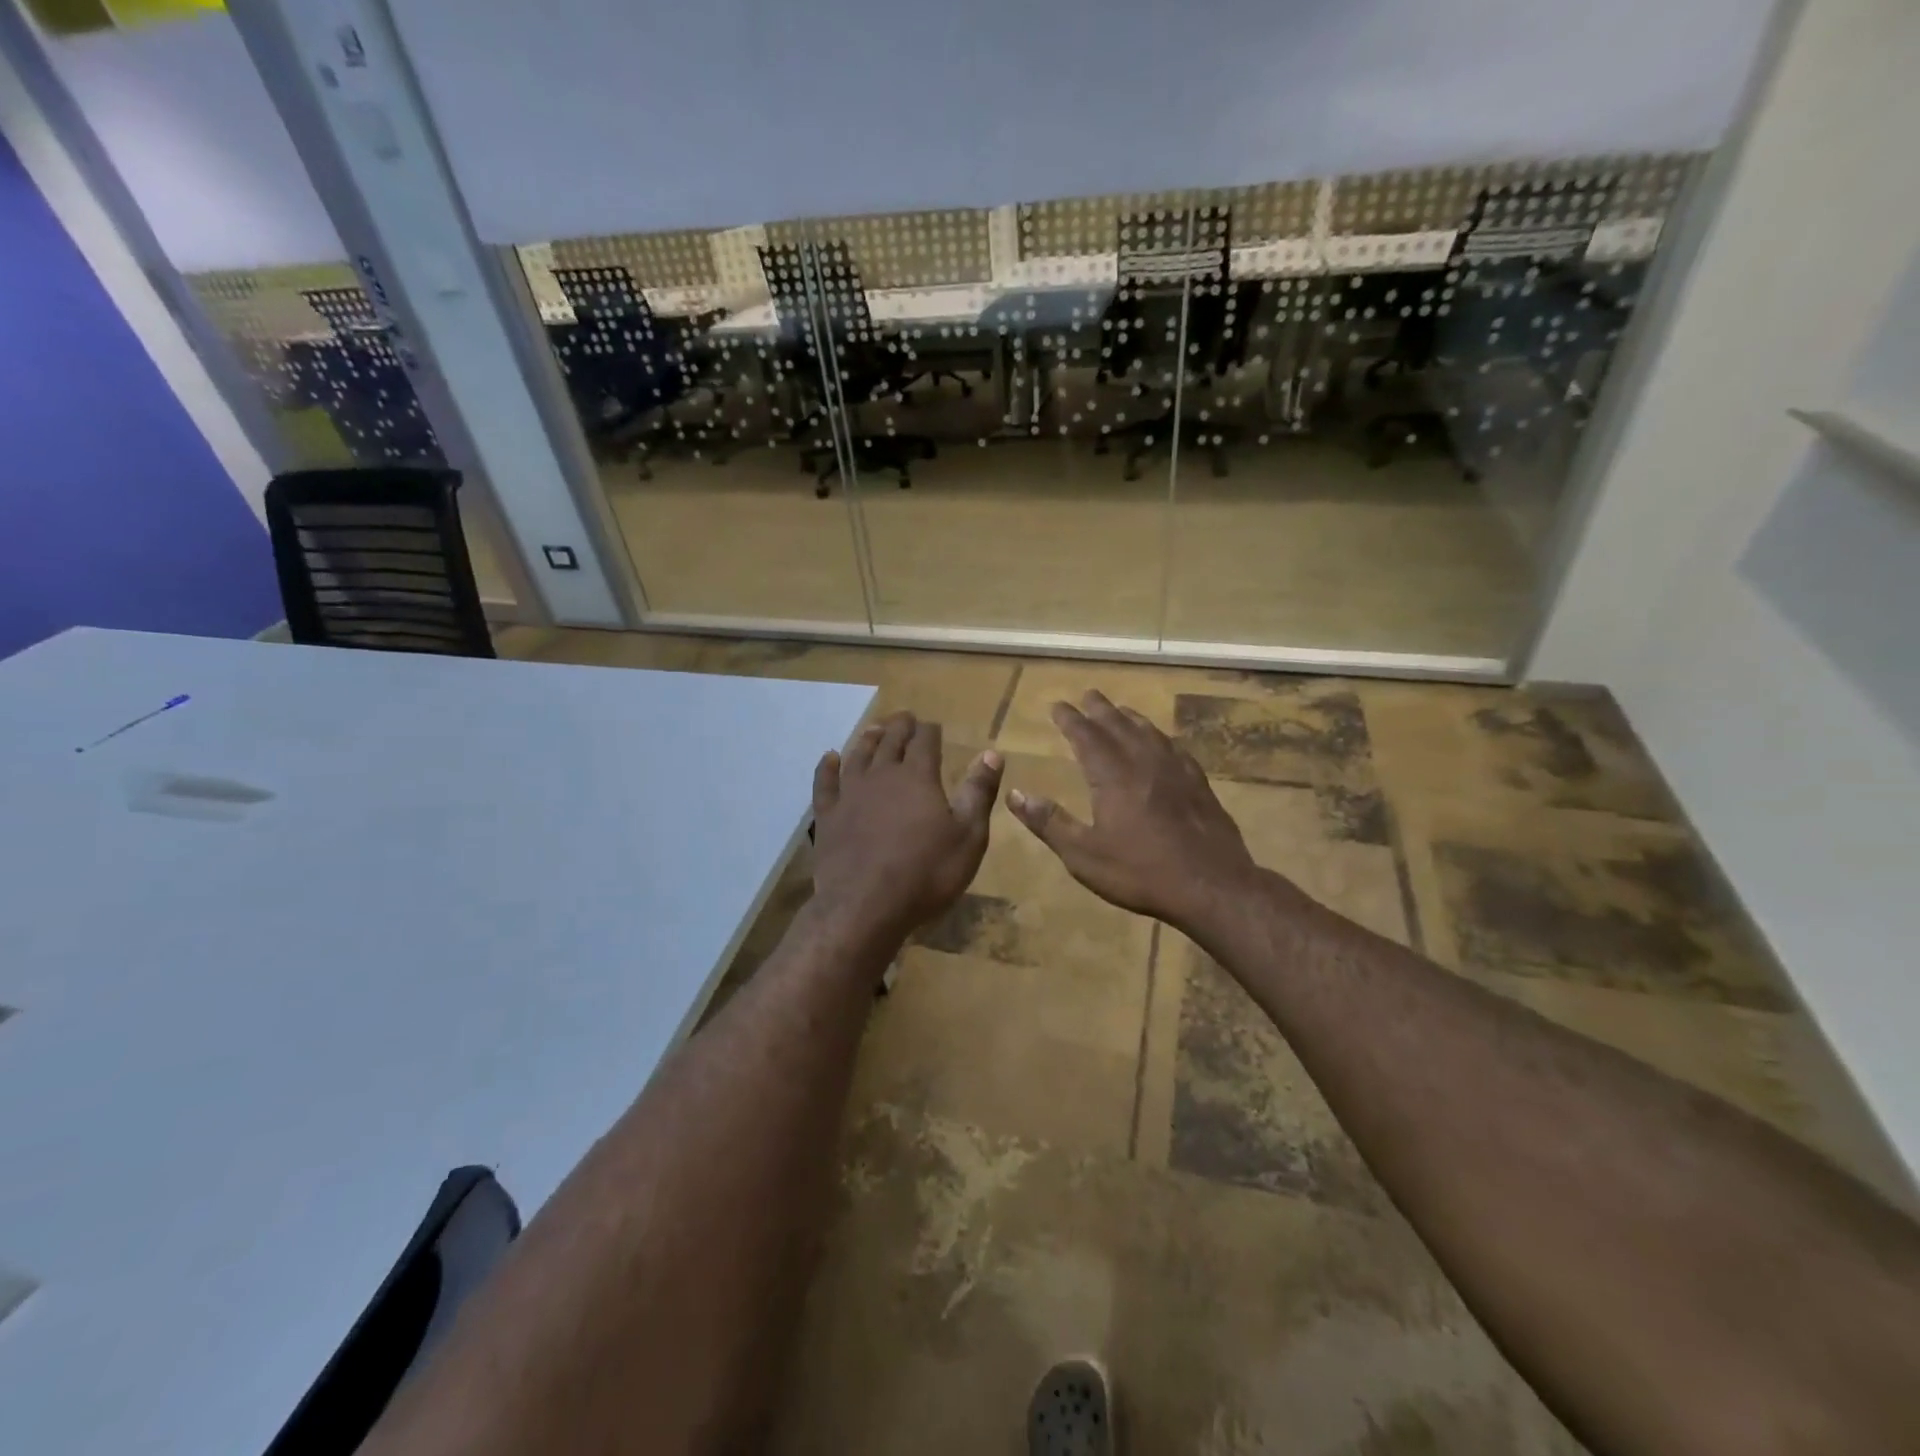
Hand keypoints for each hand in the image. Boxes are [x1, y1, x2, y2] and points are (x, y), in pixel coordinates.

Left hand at [811, 712, 1004, 942]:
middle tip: (905, 718)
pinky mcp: (827, 816)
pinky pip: (825, 782)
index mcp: (918, 777)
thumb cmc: (926, 873)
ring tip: (874, 729)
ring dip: (868, 739)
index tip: (934, 725)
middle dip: (900, 727)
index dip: (931, 730)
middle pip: (890, 741)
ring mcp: (850, 794)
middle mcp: (882, 775)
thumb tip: (992, 754)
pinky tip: (829, 758)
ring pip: (858, 755)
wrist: (865, 906)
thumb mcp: (968, 836)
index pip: (925, 741)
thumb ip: (979, 792)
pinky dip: (827, 767)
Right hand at [1008, 691, 1262, 932]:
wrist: (1211, 886)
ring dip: (1130, 718)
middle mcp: (1144, 762)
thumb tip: (1014, 794)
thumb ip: (1049, 822)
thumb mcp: (1083, 854)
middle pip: (1119, 726)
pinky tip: (1163, 744)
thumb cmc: (1140, 872)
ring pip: (1149, 733)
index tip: (1058, 705)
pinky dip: (1160, 738)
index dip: (1070, 719)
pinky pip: (1175, 749)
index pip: (1086, 736)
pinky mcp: (1199, 784)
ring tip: (1121, 711)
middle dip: (1100, 709)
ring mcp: (1176, 771)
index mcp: (1113, 775)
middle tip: (1088, 695)